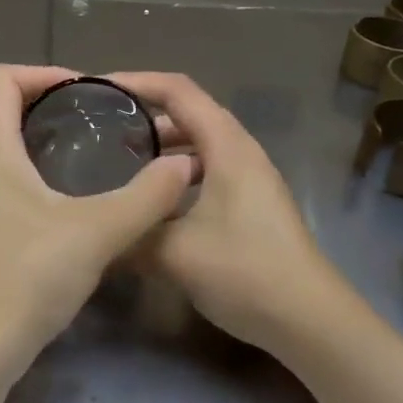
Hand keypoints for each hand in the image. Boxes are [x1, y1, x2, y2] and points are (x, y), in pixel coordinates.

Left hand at [0, 65, 196, 367]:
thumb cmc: (29, 276)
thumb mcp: (98, 231)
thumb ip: (146, 196)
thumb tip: (184, 166)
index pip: (0, 79)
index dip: (43, 72)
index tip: (86, 91)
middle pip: (0, 109)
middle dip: (48, 103)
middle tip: (98, 119)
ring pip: (1, 146)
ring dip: (41, 138)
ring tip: (92, 153)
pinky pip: (2, 179)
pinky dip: (34, 171)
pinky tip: (72, 200)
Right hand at [113, 72, 355, 351]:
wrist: (309, 320)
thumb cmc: (244, 271)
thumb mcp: (174, 253)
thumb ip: (129, 234)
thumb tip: (93, 230)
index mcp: (227, 146)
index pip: (178, 91)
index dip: (136, 82)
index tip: (97, 89)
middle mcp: (241, 152)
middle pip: (189, 114)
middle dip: (144, 116)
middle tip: (100, 131)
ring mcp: (250, 179)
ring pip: (198, 147)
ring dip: (161, 149)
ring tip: (120, 164)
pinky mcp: (251, 205)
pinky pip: (207, 172)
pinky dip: (176, 176)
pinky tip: (154, 204)